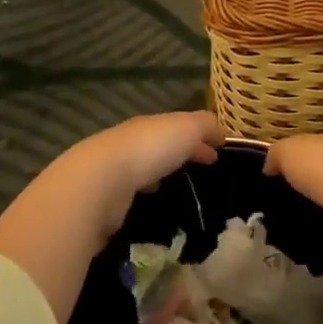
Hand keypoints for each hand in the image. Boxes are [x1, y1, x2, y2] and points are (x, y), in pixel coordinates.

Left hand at [75, 110, 226, 200]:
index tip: (218, 152)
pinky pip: (132, 189)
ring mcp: (115, 168)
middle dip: (182, 152)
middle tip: (204, 168)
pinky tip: (152, 199)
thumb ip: (206, 126)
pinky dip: (145, 190)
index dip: (201, 137)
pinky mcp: (106, 195)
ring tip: (179, 186)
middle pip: (161, 144)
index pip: (179, 126)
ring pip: (145, 166)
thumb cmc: (149, 150)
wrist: (100, 182)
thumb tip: (222, 132)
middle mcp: (131, 141)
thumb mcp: (187, 128)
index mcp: (150, 124)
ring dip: (162, 171)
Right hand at [264, 134, 322, 259]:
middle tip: (288, 205)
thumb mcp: (288, 150)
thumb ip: (277, 155)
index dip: (302, 157)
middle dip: (315, 190)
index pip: (319, 149)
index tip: (281, 173)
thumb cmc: (320, 169)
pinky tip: (316, 273)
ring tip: (299, 237)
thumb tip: (270, 166)